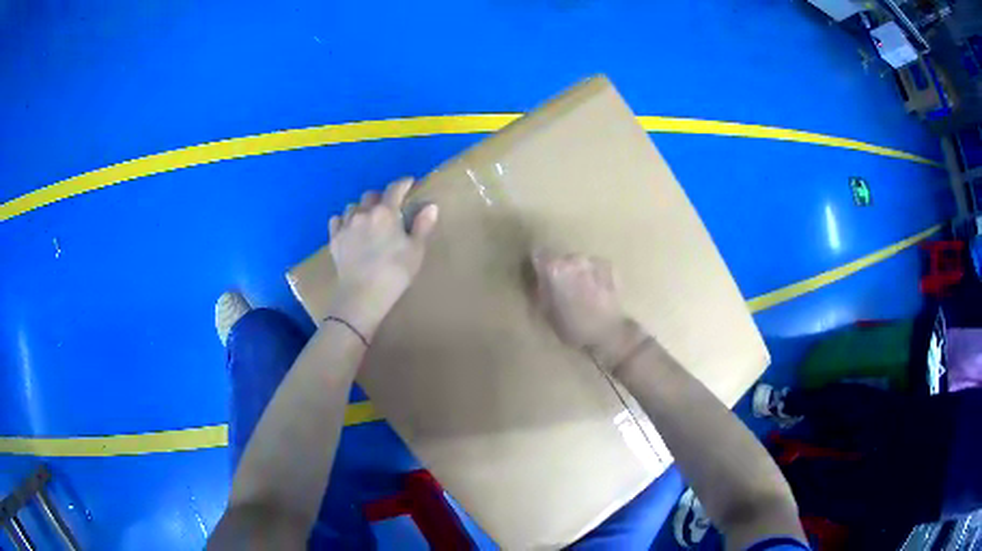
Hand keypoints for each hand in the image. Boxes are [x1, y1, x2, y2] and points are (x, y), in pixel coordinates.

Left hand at [327, 178, 438, 337]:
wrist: (362, 295)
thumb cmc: (394, 273)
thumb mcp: (415, 251)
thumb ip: (422, 226)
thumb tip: (431, 206)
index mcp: (385, 212)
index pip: (395, 188)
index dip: (403, 183)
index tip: (410, 182)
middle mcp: (363, 213)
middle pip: (371, 195)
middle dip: (381, 197)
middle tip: (389, 208)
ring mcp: (346, 225)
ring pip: (352, 206)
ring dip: (362, 208)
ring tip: (368, 219)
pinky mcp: (334, 239)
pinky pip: (337, 220)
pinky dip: (345, 220)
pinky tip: (350, 228)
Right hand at [532, 251, 645, 371]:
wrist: (608, 332)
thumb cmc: (572, 326)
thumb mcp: (546, 312)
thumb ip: (540, 290)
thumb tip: (539, 279)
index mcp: (554, 269)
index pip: (539, 255)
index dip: (540, 266)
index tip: (543, 277)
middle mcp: (573, 259)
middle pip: (562, 259)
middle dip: (562, 272)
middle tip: (566, 290)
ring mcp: (593, 261)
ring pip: (580, 262)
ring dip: (579, 273)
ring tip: (584, 292)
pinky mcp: (610, 266)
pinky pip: (596, 267)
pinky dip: (595, 275)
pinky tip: (598, 291)